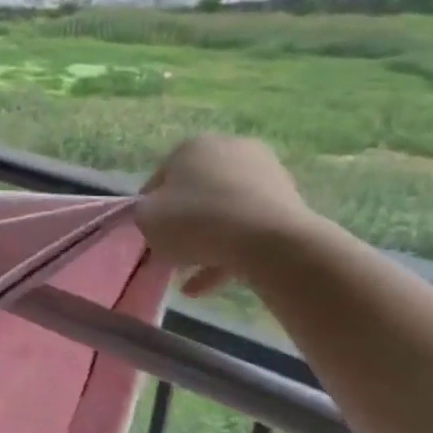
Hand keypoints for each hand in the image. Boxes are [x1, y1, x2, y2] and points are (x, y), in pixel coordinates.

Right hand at [135, 135, 317, 295]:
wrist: (267, 240)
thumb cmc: (195, 221)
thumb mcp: (147, 219)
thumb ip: (145, 214)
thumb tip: (156, 215)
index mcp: (193, 147)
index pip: (161, 179)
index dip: (150, 210)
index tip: (149, 235)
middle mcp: (231, 150)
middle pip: (196, 194)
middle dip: (183, 226)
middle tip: (171, 255)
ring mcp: (265, 174)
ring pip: (224, 214)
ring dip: (205, 244)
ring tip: (190, 280)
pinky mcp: (288, 202)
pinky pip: (248, 229)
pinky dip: (229, 253)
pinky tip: (211, 285)